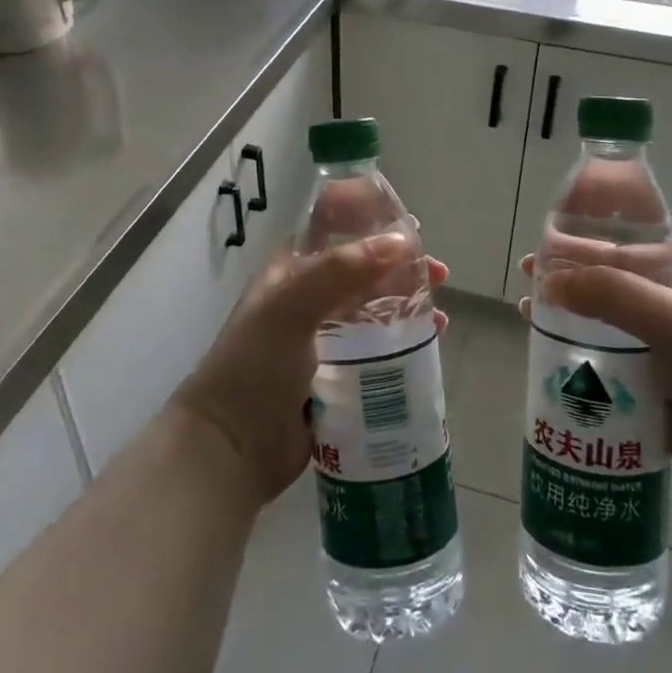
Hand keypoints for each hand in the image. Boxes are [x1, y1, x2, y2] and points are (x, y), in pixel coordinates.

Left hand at [173, 238, 449, 503]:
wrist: (231, 449)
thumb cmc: (255, 366)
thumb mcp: (291, 307)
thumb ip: (341, 270)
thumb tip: (402, 242)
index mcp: (291, 272)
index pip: (334, 231)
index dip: (370, 223)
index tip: (409, 227)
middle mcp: (308, 299)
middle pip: (363, 271)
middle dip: (401, 267)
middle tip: (436, 272)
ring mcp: (324, 338)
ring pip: (375, 309)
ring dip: (407, 304)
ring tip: (439, 311)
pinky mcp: (339, 374)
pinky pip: (378, 348)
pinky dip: (403, 340)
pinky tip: (429, 342)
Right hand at [520, 216, 671, 508]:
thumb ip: (611, 294)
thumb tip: (546, 281)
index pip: (652, 225)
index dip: (614, 213)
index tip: (567, 211)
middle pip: (619, 270)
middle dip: (576, 265)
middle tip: (532, 264)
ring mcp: (666, 343)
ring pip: (608, 315)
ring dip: (571, 308)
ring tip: (528, 305)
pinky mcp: (654, 382)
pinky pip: (608, 357)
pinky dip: (578, 350)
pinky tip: (544, 348)